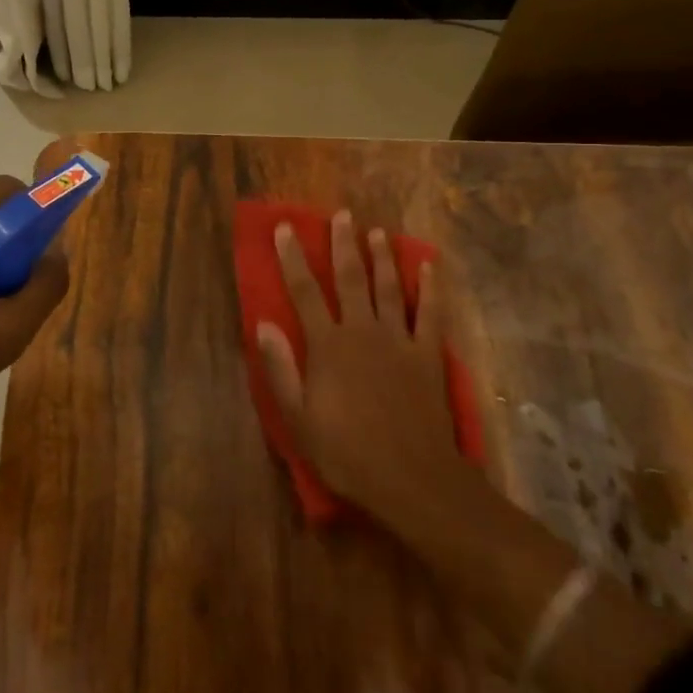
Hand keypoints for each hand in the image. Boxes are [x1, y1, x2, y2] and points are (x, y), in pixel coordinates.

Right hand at [255, 211, 465, 529]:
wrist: (410, 477)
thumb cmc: (346, 452)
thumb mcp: (298, 418)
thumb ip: (280, 368)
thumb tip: (262, 323)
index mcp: (328, 345)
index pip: (304, 292)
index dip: (293, 258)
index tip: (286, 228)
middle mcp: (362, 331)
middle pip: (350, 278)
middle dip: (342, 244)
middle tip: (341, 215)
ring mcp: (399, 340)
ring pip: (388, 288)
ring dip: (381, 257)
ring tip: (376, 231)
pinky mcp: (428, 354)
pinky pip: (430, 313)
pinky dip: (430, 287)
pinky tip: (428, 265)